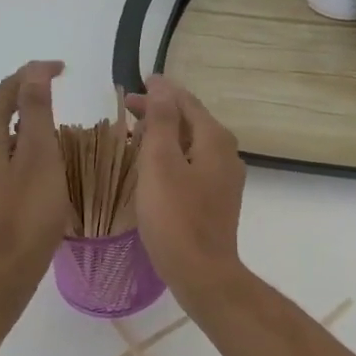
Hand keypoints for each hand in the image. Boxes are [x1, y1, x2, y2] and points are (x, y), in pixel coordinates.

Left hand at [0, 61, 68, 292]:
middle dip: (26, 94)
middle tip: (58, 89)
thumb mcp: (40, 155)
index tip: (63, 69)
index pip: (7, 88)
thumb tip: (33, 72)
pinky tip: (36, 157)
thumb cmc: (27, 211)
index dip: (34, 74)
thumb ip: (36, 110)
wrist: (2, 269)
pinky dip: (16, 143)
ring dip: (21, 120)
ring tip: (52, 120)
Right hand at [127, 75, 246, 305]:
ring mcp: (225, 179)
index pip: (187, 102)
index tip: (136, 83)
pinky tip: (154, 167)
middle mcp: (227, 154)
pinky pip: (194, 165)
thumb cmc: (175, 217)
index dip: (161, 91)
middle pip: (192, 121)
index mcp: (215, 140)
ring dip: (166, 134)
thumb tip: (162, 85)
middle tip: (128, 108)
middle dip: (161, 111)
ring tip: (136, 133)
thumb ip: (162, 120)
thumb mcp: (161, 162)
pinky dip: (173, 156)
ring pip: (193, 144)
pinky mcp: (217, 200)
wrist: (202, 272)